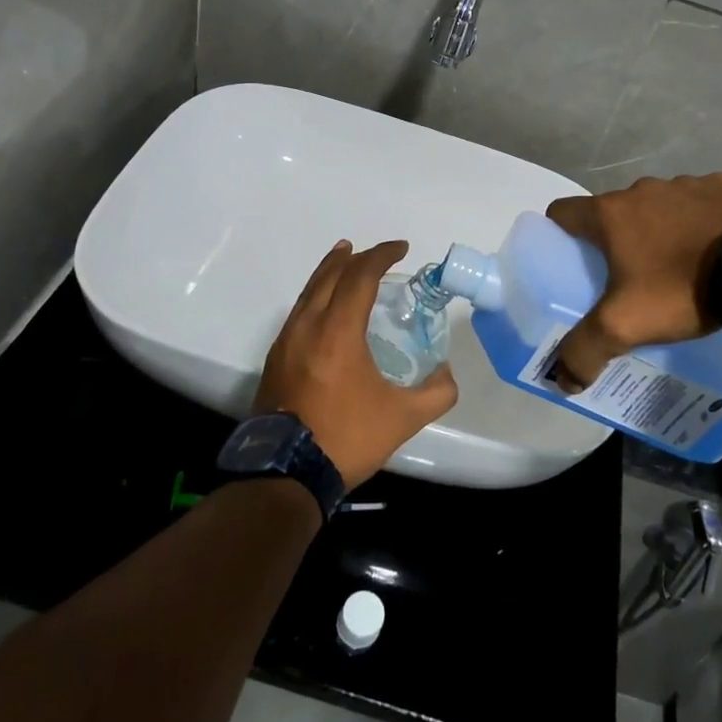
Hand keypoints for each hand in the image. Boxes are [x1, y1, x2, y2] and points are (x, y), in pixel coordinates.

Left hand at [255, 240, 458, 490]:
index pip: (360, 277)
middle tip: (373, 252)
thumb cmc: (346, 437)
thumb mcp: (403, 418)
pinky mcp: (275, 359)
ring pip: (308, 292)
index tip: (402, 249)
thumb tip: (446, 374)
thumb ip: (436, 393)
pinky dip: (316, 297)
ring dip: (329, 273)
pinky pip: (298, 313)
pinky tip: (324, 310)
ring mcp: (286, 342)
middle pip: (329, 275)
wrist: (285, 472)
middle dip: (353, 257)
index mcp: (338, 331)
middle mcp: (307, 326)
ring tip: (343, 262)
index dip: (382, 256)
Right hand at [546, 174, 721, 386]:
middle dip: (615, 241)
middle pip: (613, 213)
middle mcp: (643, 189)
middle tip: (628, 280)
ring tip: (679, 270)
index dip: (558, 235)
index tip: (570, 262)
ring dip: (660, 230)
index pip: (562, 212)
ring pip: (658, 207)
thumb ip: (584, 351)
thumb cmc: (682, 287)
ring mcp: (687, 184)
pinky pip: (701, 204)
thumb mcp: (625, 326)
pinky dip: (701, 223)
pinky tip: (717, 253)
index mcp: (611, 214)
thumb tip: (562, 380)